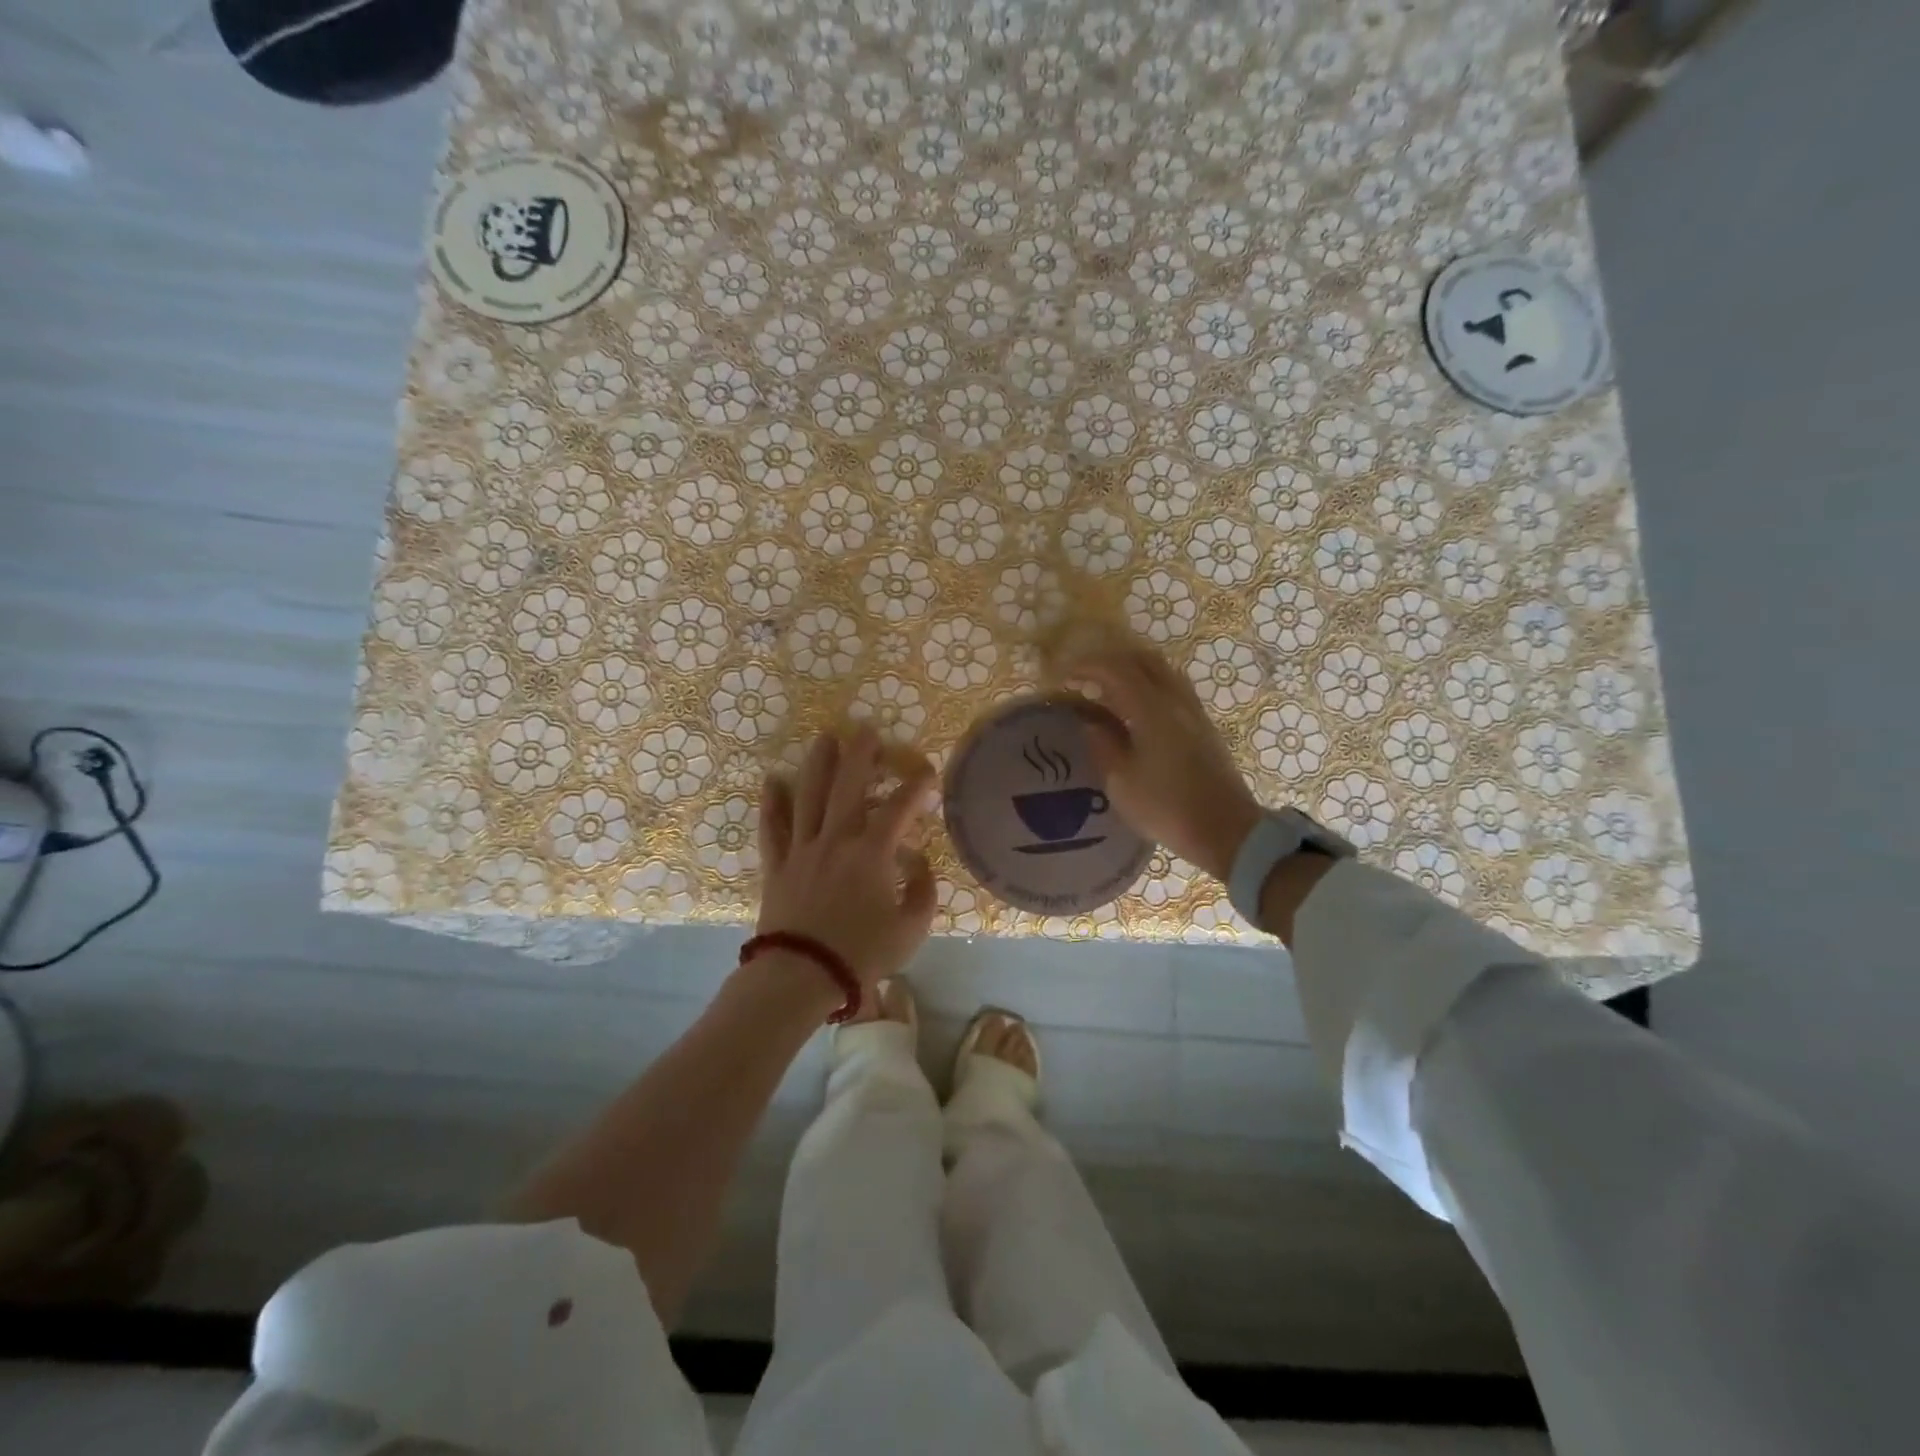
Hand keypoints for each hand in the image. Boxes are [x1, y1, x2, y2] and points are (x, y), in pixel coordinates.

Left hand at [756, 726, 937, 987]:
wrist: (802, 975)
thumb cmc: (862, 953)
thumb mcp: (911, 929)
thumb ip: (924, 893)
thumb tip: (922, 865)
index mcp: (872, 853)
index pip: (899, 808)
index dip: (916, 786)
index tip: (927, 772)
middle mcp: (837, 839)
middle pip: (849, 786)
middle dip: (861, 755)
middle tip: (867, 729)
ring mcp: (802, 849)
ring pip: (809, 796)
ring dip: (818, 764)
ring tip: (825, 738)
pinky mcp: (778, 864)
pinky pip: (773, 827)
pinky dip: (772, 803)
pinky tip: (773, 780)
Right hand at [1063, 643, 1260, 882]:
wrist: (1225, 830)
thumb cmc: (1166, 807)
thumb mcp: (1120, 782)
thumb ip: (1102, 745)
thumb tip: (1091, 723)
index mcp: (1150, 709)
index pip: (1115, 670)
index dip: (1086, 667)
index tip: (1063, 677)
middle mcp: (1175, 700)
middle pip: (1143, 659)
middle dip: (1110, 661)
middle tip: (1086, 677)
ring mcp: (1193, 711)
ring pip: (1162, 671)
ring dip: (1132, 671)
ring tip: (1108, 690)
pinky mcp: (1203, 726)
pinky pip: (1173, 688)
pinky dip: (1149, 686)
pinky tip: (1136, 709)